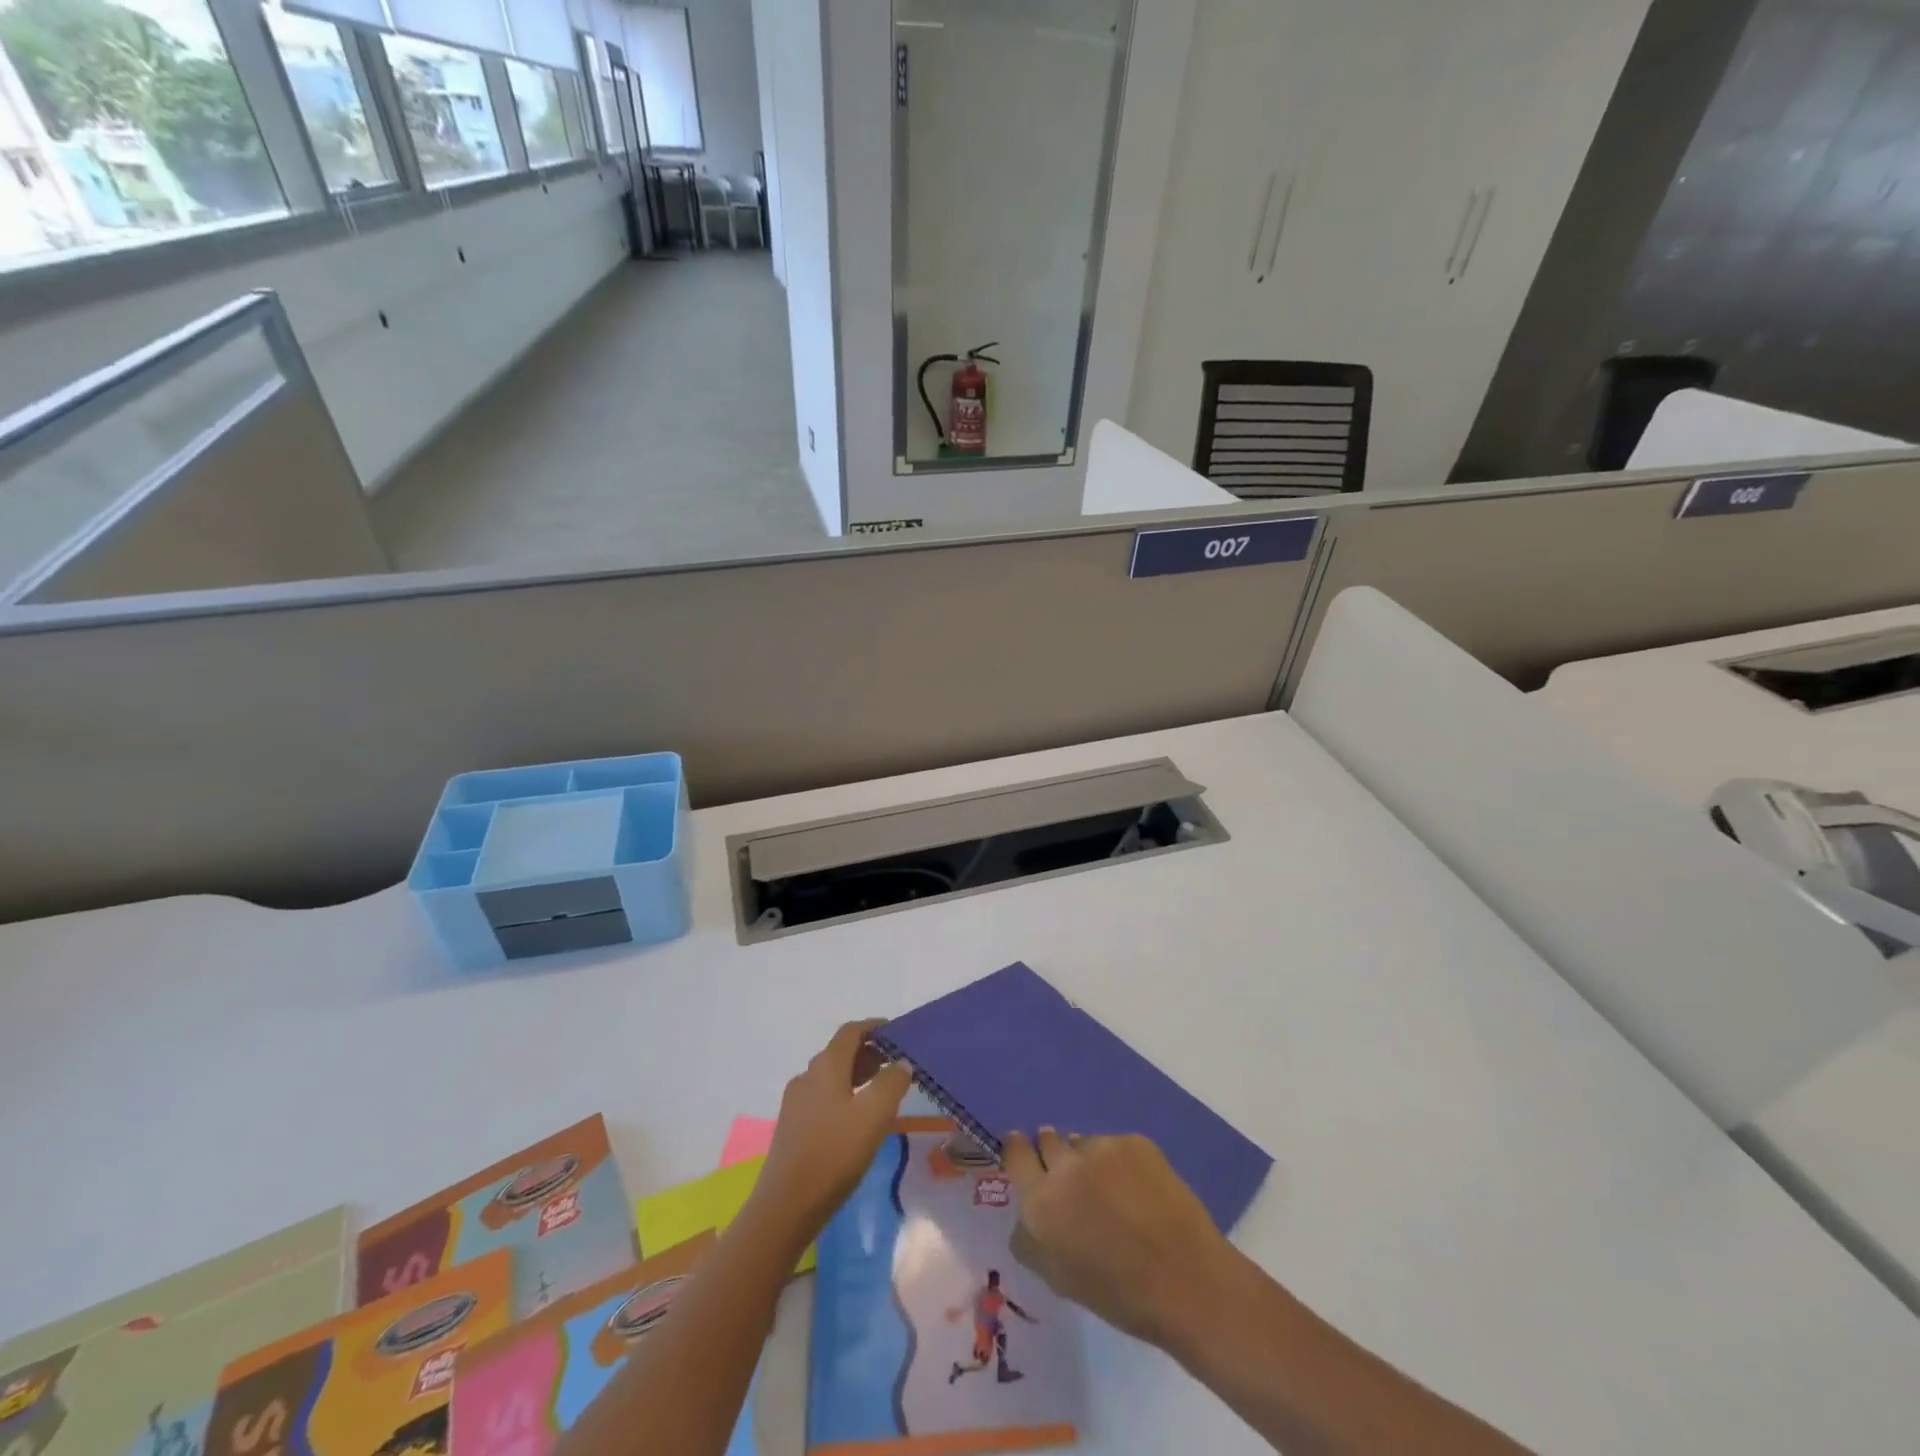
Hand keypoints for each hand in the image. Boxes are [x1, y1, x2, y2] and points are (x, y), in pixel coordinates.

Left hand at [752, 1020, 912, 1234]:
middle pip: (839, 1053)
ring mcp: (796, 1103)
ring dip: (856, 1075)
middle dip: (868, 1053)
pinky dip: (844, 1095)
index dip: (873, 1027)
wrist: (785, 1207)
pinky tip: (857, 1119)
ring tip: (881, 1091)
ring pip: (831, 1077)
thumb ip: (891, 1083)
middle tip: (895, 1065)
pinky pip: (823, 1097)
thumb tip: (900, 1063)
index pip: (850, 1032)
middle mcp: (807, 1077)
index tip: (895, 1032)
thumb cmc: (834, 1154)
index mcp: (825, 1067)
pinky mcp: (792, 1127)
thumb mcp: (873, 1115)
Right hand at [1002, 1129, 1234, 1351]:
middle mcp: (1065, 1166)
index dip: (1018, 1149)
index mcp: (1040, 1203)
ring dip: (1087, 1159)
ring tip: (1110, 1189)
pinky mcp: (1135, 1141)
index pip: (1016, 1155)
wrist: (1187, 1281)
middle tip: (1071, 1175)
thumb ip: (1031, 1238)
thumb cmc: (1119, 1295)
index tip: (1022, 1148)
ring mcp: (1102, 1148)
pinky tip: (1138, 1188)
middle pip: (1047, 1140)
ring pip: (1083, 1142)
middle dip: (1053, 1152)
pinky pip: (1115, 1145)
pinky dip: (1120, 1162)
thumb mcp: (1058, 1278)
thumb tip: (1026, 1211)